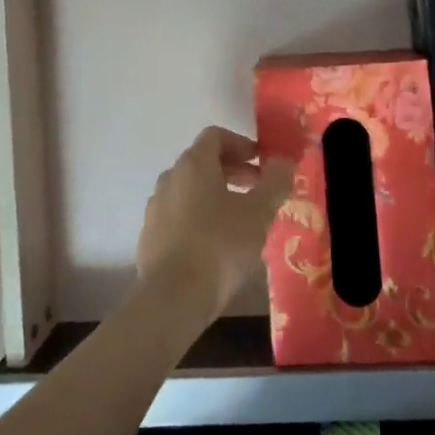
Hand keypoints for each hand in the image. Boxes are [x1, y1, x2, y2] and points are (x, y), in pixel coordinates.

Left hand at [136, 126, 291, 320]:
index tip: (262, 163)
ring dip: (217, 194)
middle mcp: (170, 177)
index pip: (216, 136)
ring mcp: (156, 206)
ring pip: (190, 189)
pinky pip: (179, 213)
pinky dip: (200, 216)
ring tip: (241, 218)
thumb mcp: (258, 214)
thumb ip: (275, 182)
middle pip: (203, 161)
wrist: (172, 298)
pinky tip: (217, 243)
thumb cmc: (219, 246)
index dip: (242, 144)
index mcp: (193, 164)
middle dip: (233, 170)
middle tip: (258, 189)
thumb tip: (284, 160)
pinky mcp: (150, 235)